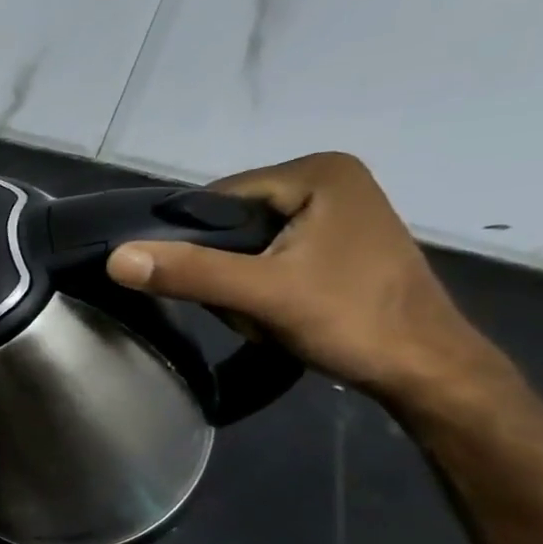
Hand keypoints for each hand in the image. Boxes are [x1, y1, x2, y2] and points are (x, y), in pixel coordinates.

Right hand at [105, 153, 502, 405]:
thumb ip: (190, 271)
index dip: (195, 243)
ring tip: (263, 311)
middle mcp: (328, 178)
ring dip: (239, 280)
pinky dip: (261, 283)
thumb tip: (115, 258)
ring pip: (247, 242)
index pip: (216, 198)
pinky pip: (271, 253)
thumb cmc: (352, 321)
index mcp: (317, 172)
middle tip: (243, 304)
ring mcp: (336, 210)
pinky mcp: (338, 241)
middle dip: (223, 266)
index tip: (207, 287)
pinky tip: (276, 310)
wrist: (427, 371)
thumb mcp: (263, 295)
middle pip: (232, 221)